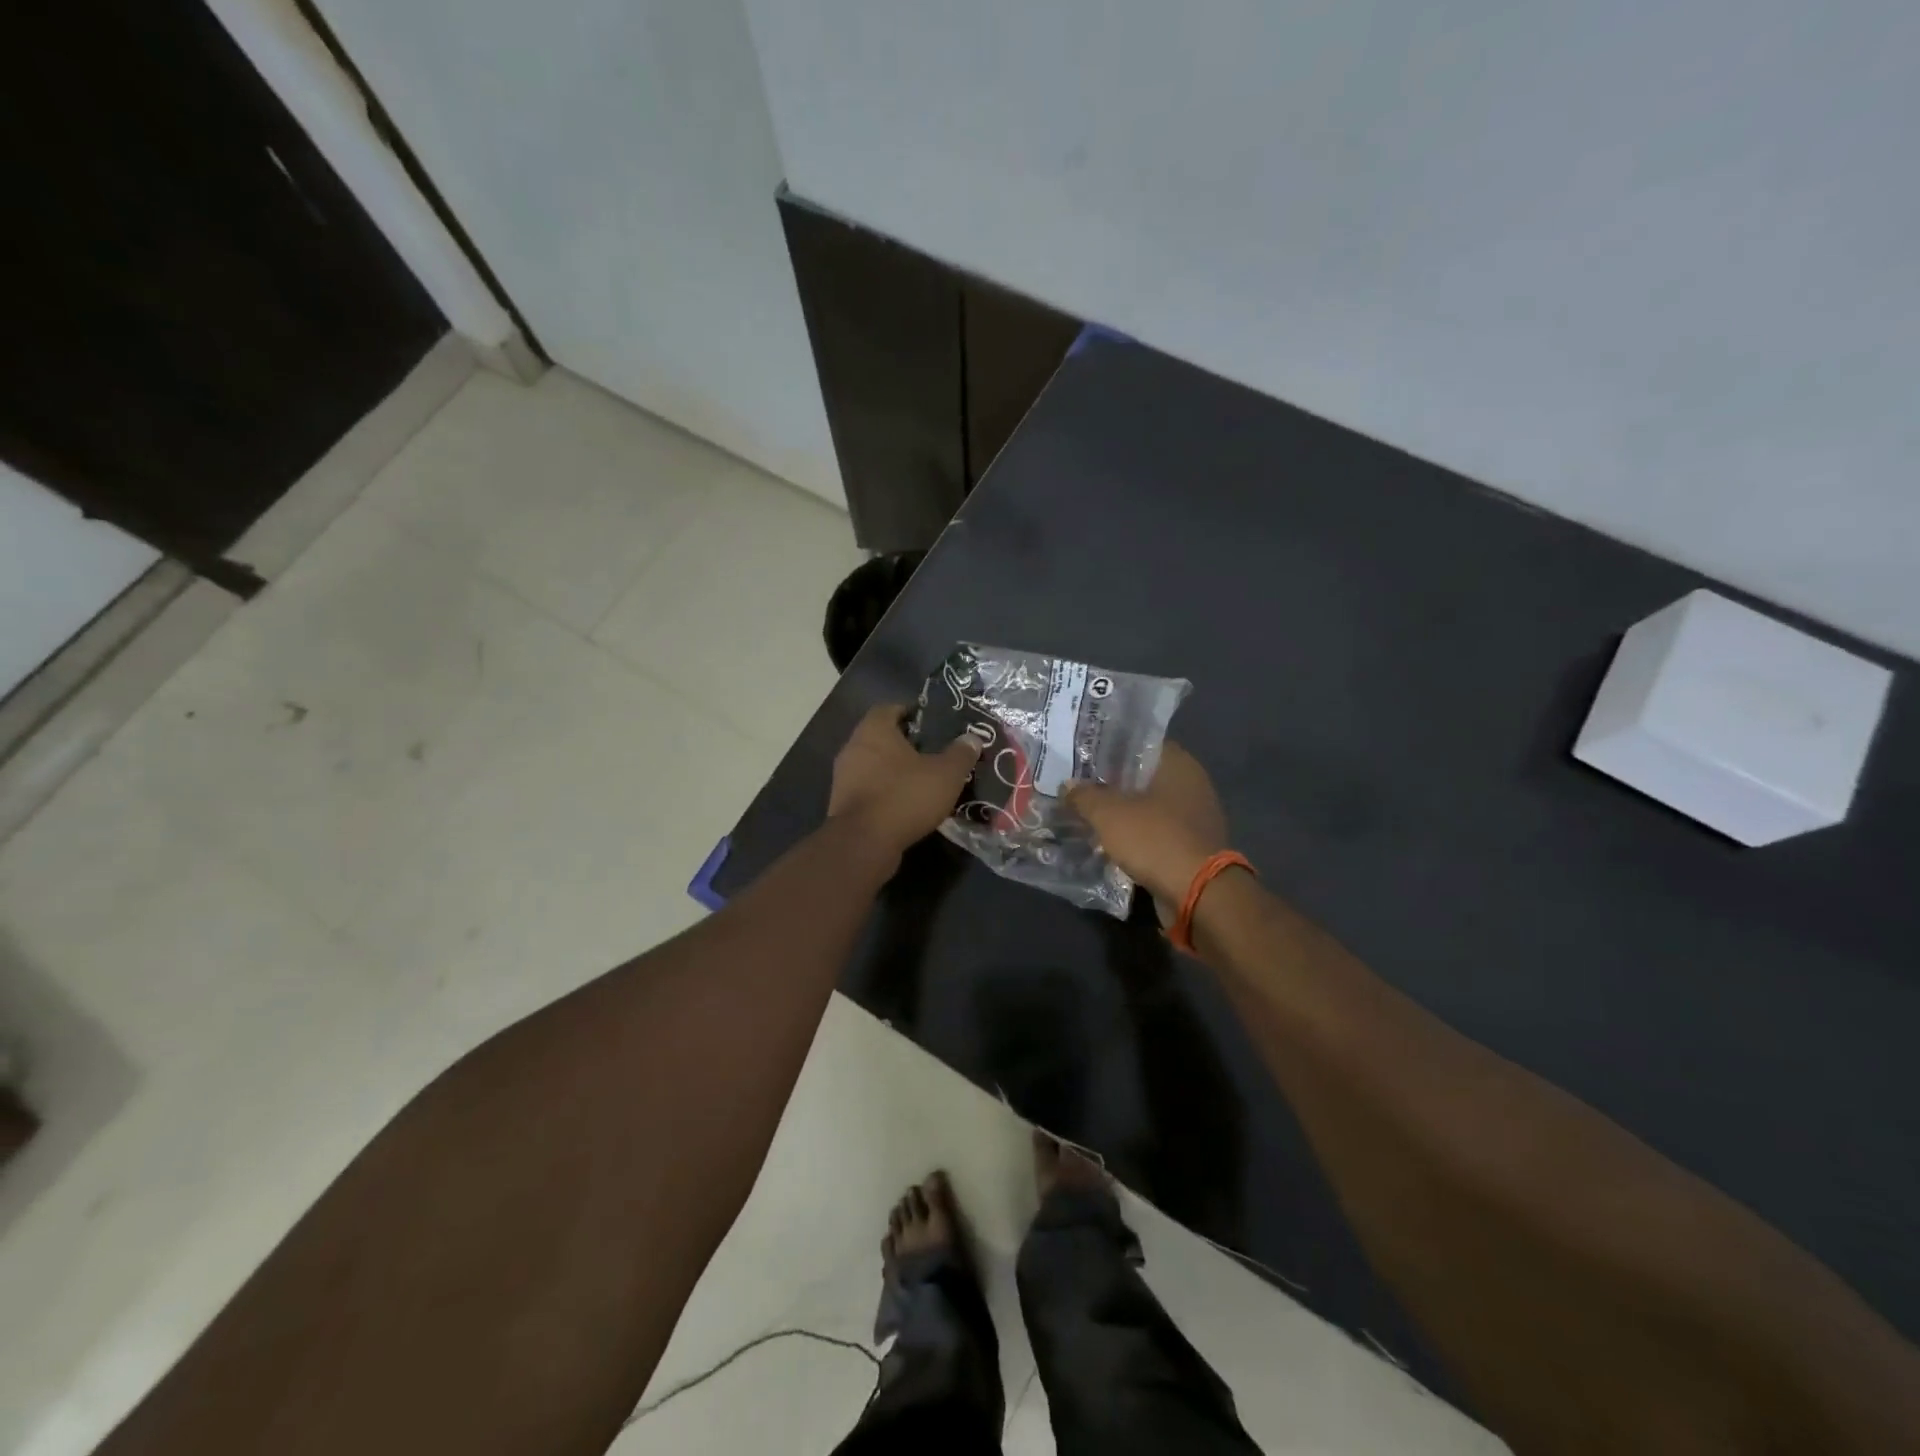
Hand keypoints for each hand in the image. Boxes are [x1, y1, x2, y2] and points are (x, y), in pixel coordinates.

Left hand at [828, 704, 981, 861]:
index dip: (911, 712)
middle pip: (881, 737)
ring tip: (923, 780)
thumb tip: (972, 738)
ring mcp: (844, 777)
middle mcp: (853, 747)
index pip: (889, 708)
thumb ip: (960, 754)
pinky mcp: (842, 804)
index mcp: (874, 730)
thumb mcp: (945, 774)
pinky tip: (907, 804)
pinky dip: (886, 792)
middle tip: (933, 752)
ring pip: (874, 765)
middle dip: (905, 743)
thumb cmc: (904, 796)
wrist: (864, 843)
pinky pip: (869, 789)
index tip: (932, 723)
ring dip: (895, 770)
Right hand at [1065, 742, 1229, 913]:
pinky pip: (1155, 831)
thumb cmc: (1155, 839)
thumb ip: (1084, 796)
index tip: (1082, 755)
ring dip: (1122, 810)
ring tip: (1087, 812)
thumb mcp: (1108, 814)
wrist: (1198, 894)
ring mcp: (1194, 816)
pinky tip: (1108, 839)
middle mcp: (1191, 784)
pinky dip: (1135, 834)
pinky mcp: (1191, 845)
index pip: (1139, 743)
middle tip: (1077, 784)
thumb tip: (1068, 787)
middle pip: (1143, 775)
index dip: (1110, 747)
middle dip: (1111, 781)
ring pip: (1148, 805)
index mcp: (1178, 764)